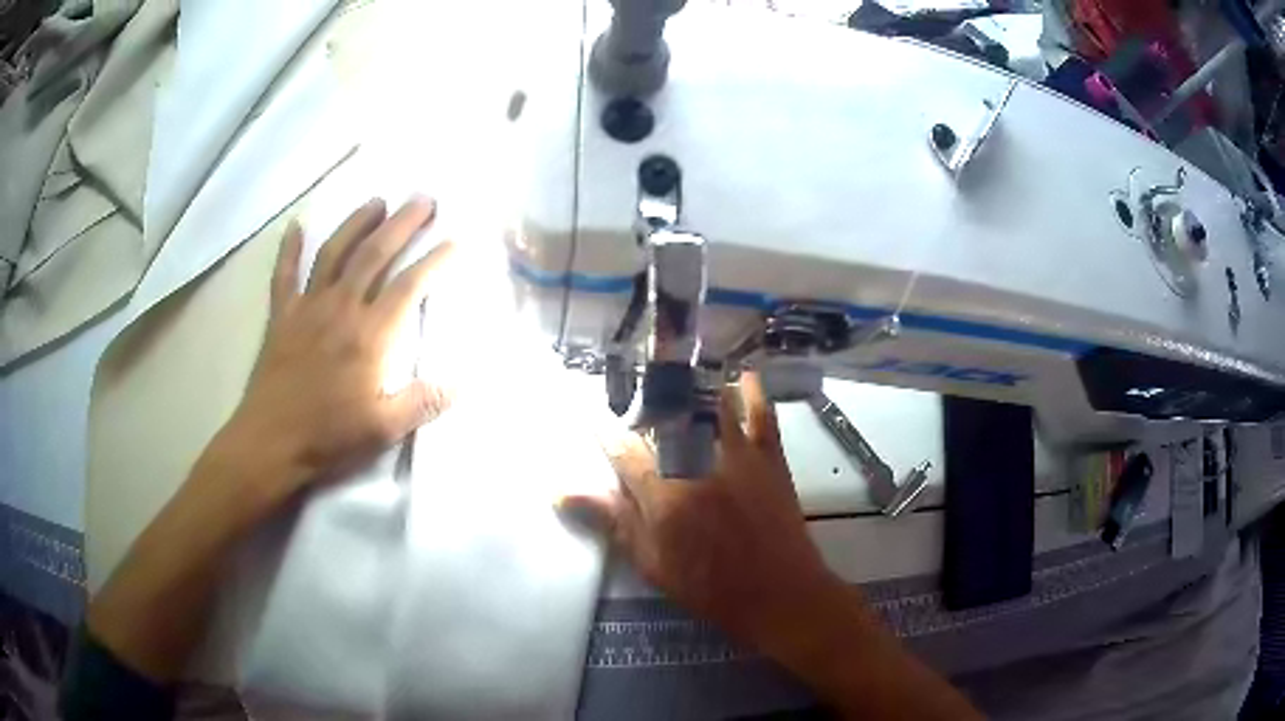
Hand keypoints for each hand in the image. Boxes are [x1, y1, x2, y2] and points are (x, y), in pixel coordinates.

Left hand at [202, 197, 453, 502]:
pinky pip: (284, 274)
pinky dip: (290, 249)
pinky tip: (296, 226)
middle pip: (375, 254)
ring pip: (334, 253)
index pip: (410, 286)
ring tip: (376, 201)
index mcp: (370, 335)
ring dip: (356, 223)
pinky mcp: (281, 316)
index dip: (436, 261)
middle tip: (423, 199)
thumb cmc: (329, 436)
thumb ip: (423, 402)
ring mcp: (307, 308)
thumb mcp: (384, 429)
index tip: (456, 240)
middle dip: (402, 223)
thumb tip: (461, 382)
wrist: (270, 443)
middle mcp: (341, 308)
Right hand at [566, 374, 840, 647]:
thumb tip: (562, 491)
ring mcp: (737, 456)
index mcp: (664, 494)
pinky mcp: (770, 459)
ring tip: (678, 363)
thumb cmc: (710, 586)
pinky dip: (754, 393)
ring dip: (695, 384)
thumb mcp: (652, 563)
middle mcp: (698, 464)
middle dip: (647, 396)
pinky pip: (762, 416)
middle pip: (667, 417)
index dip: (604, 430)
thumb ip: (613, 521)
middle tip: (634, 382)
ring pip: (712, 405)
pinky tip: (746, 374)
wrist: (779, 594)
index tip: (589, 410)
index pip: (624, 451)